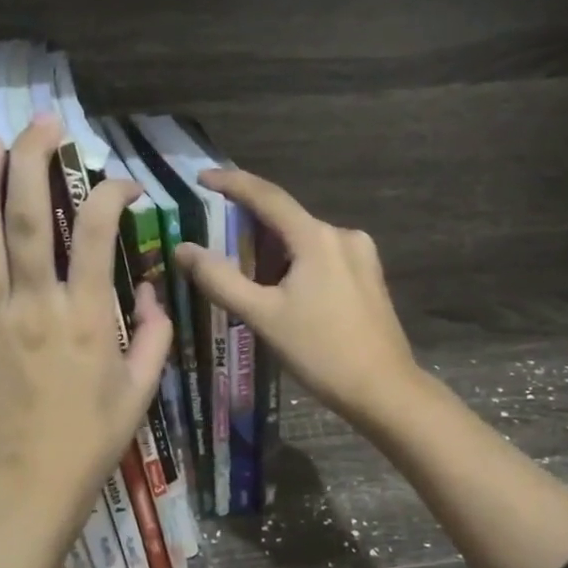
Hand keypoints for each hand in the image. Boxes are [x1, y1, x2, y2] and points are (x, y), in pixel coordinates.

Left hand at [0, 115, 170, 547]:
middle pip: (30, 218)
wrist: (28, 490)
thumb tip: (147, 287)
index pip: (99, 233)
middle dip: (36, 162)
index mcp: (86, 316)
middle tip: (43, 124)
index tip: (121, 184)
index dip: (111, 194)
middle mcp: (35, 305)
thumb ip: (153, 334)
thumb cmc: (92, 441)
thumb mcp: (141, 390)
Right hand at [175, 170, 421, 426]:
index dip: (232, 183)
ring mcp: (361, 255)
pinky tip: (282, 287)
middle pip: (287, 219)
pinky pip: (323, 256)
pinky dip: (297, 262)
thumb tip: (184, 248)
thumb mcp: (263, 316)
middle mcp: (343, 235)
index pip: (267, 196)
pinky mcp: (369, 276)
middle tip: (215, 235)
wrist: (384, 389)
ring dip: (274, 248)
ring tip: (244, 269)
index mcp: (317, 238)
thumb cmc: (321, 351)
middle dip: (250, 224)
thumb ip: (221, 279)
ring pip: (305, 240)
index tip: (202, 178)